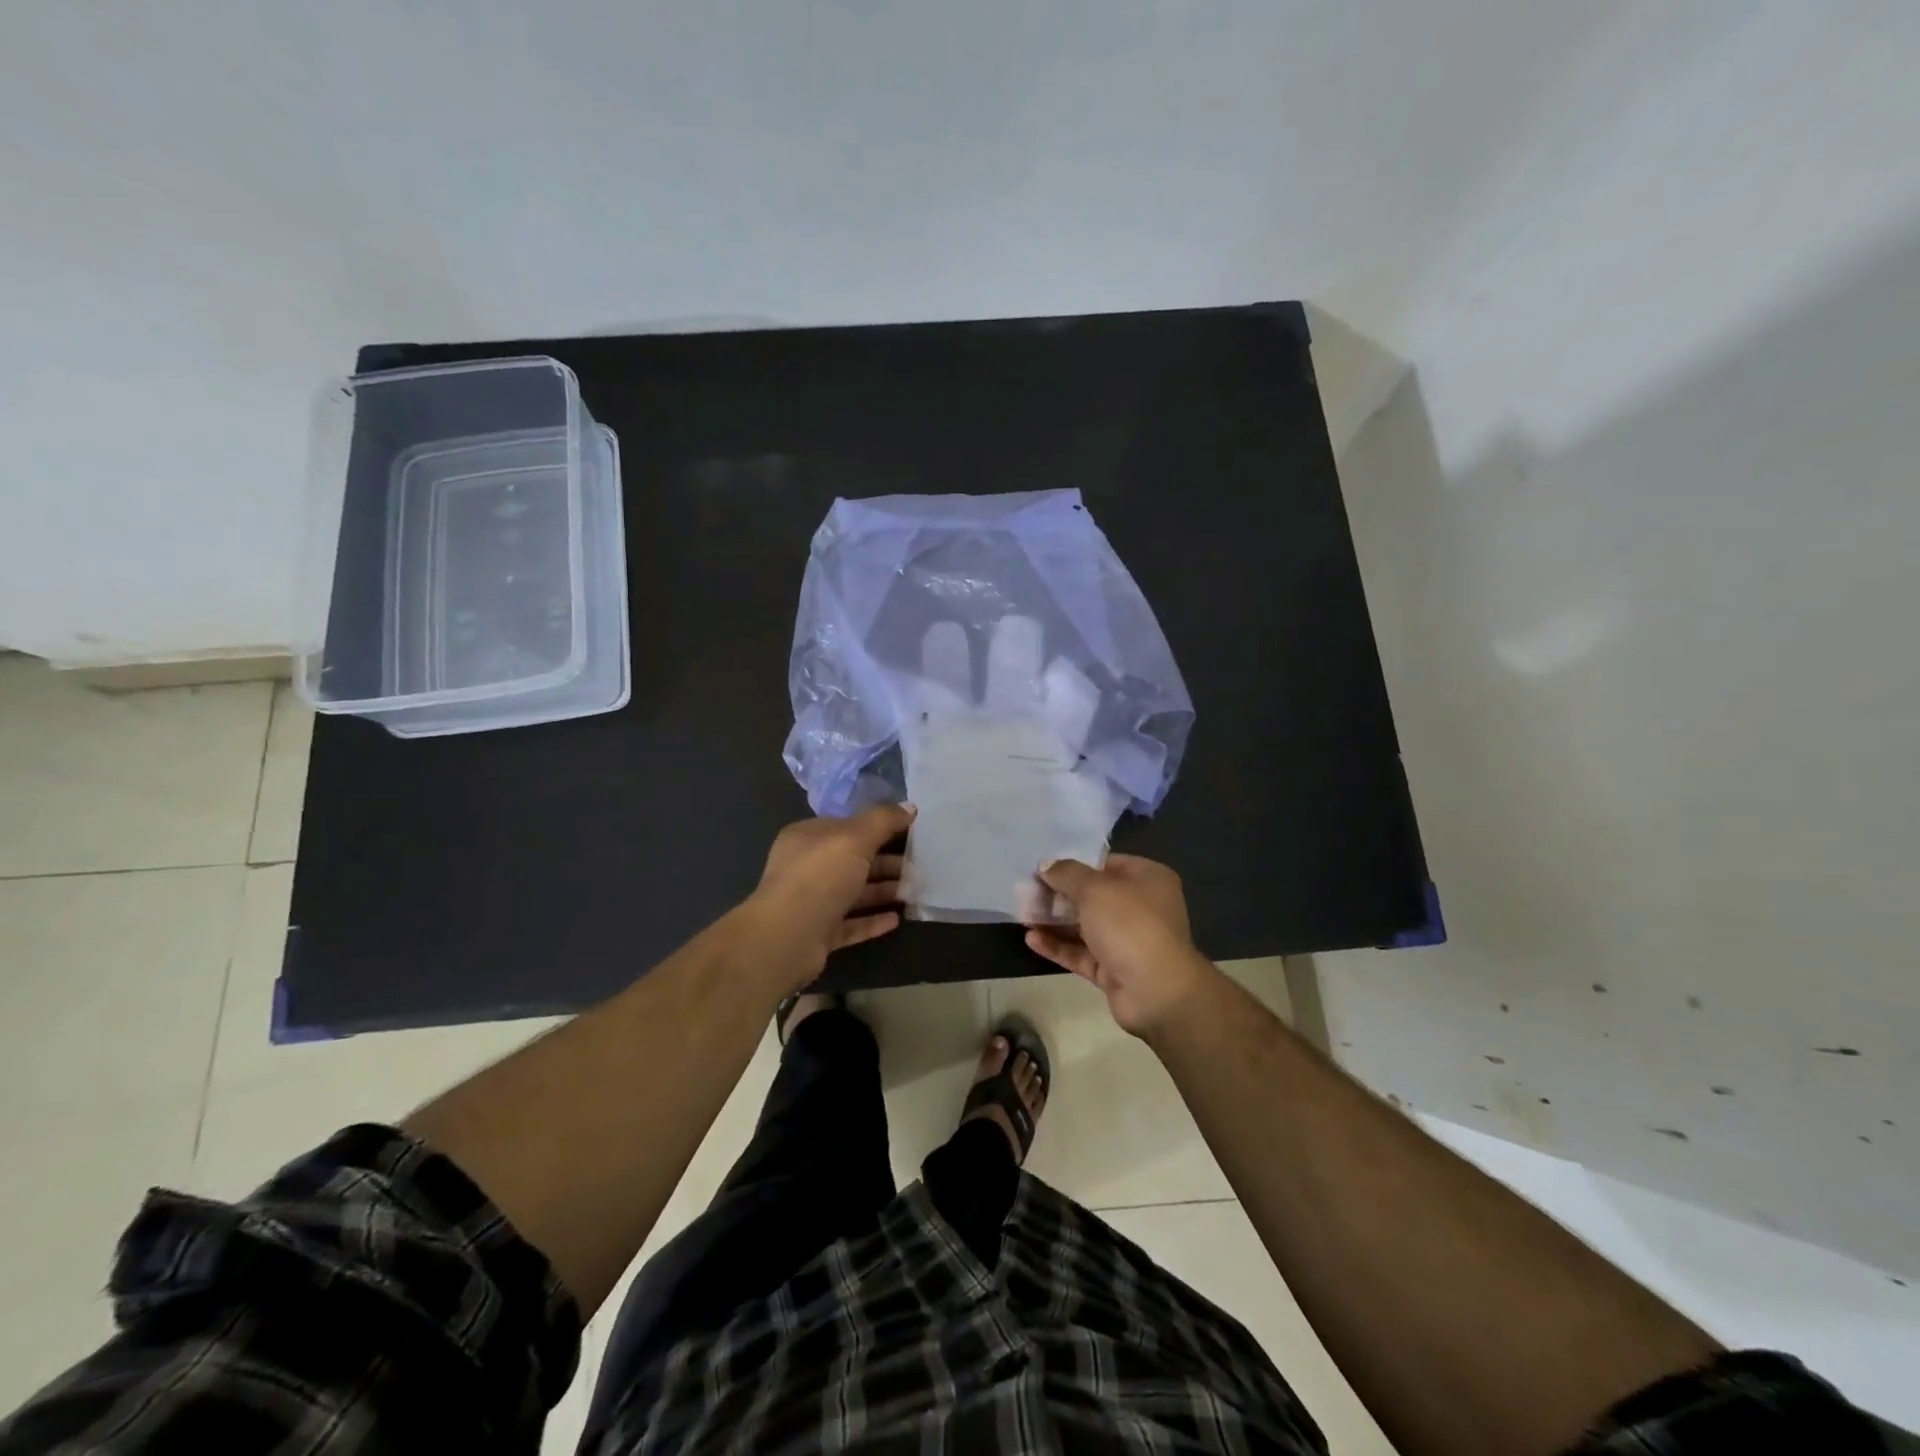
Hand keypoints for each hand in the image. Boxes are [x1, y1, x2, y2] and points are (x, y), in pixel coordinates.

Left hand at [748, 804, 913, 982]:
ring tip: (915, 892)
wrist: (787, 937)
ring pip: (853, 893)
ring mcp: (811, 902)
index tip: (910, 832)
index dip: (878, 827)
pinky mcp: (818, 933)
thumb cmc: (820, 876)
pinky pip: (850, 923)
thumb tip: (910, 806)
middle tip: (921, 866)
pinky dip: (872, 920)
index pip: (847, 826)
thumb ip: (883, 820)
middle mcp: (807, 867)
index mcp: (808, 837)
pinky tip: (896, 919)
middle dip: (887, 862)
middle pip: (853, 860)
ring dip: (883, 891)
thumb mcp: (855, 837)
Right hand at [1024, 855, 1220, 1038]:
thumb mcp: (1095, 889)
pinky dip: (1058, 946)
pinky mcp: (1114, 969)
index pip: (1106, 864)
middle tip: (1025, 892)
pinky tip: (1031, 939)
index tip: (1043, 867)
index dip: (1074, 864)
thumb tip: (1046, 865)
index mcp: (1147, 879)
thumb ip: (1067, 874)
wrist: (1157, 992)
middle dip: (1058, 894)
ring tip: (1022, 915)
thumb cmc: (1130, 925)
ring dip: (1054, 921)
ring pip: (1084, 926)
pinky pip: (1081, 953)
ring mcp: (1127, 940)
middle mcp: (1140, 907)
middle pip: (1092, 896)